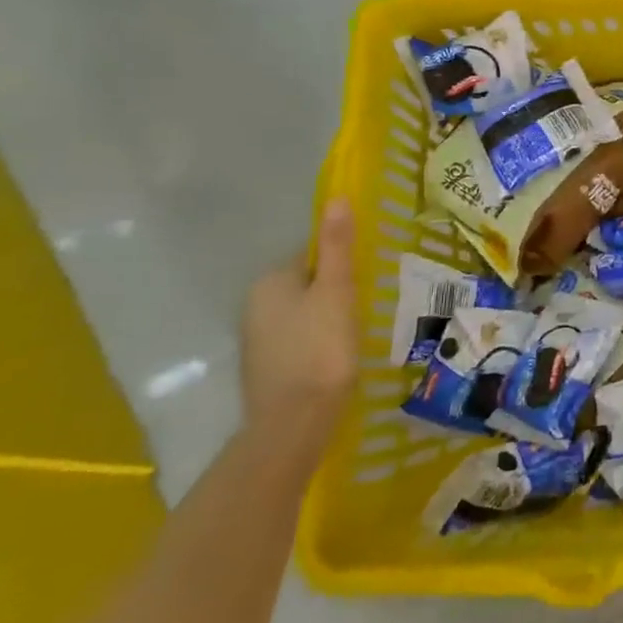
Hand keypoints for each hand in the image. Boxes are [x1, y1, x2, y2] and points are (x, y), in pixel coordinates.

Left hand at [239, 201, 358, 456]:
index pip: (310, 255)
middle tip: (368, 305)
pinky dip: (318, 342)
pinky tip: (338, 357)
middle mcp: (254, 305)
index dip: (342, 264)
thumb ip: (336, 246)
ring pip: (302, 314)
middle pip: (306, 284)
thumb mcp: (337, 291)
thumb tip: (336, 198)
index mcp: (270, 282)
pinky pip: (298, 340)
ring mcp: (256, 340)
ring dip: (327, 317)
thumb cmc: (320, 350)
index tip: (367, 278)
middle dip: (335, 291)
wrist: (294, 425)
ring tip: (358, 331)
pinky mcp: (265, 369)